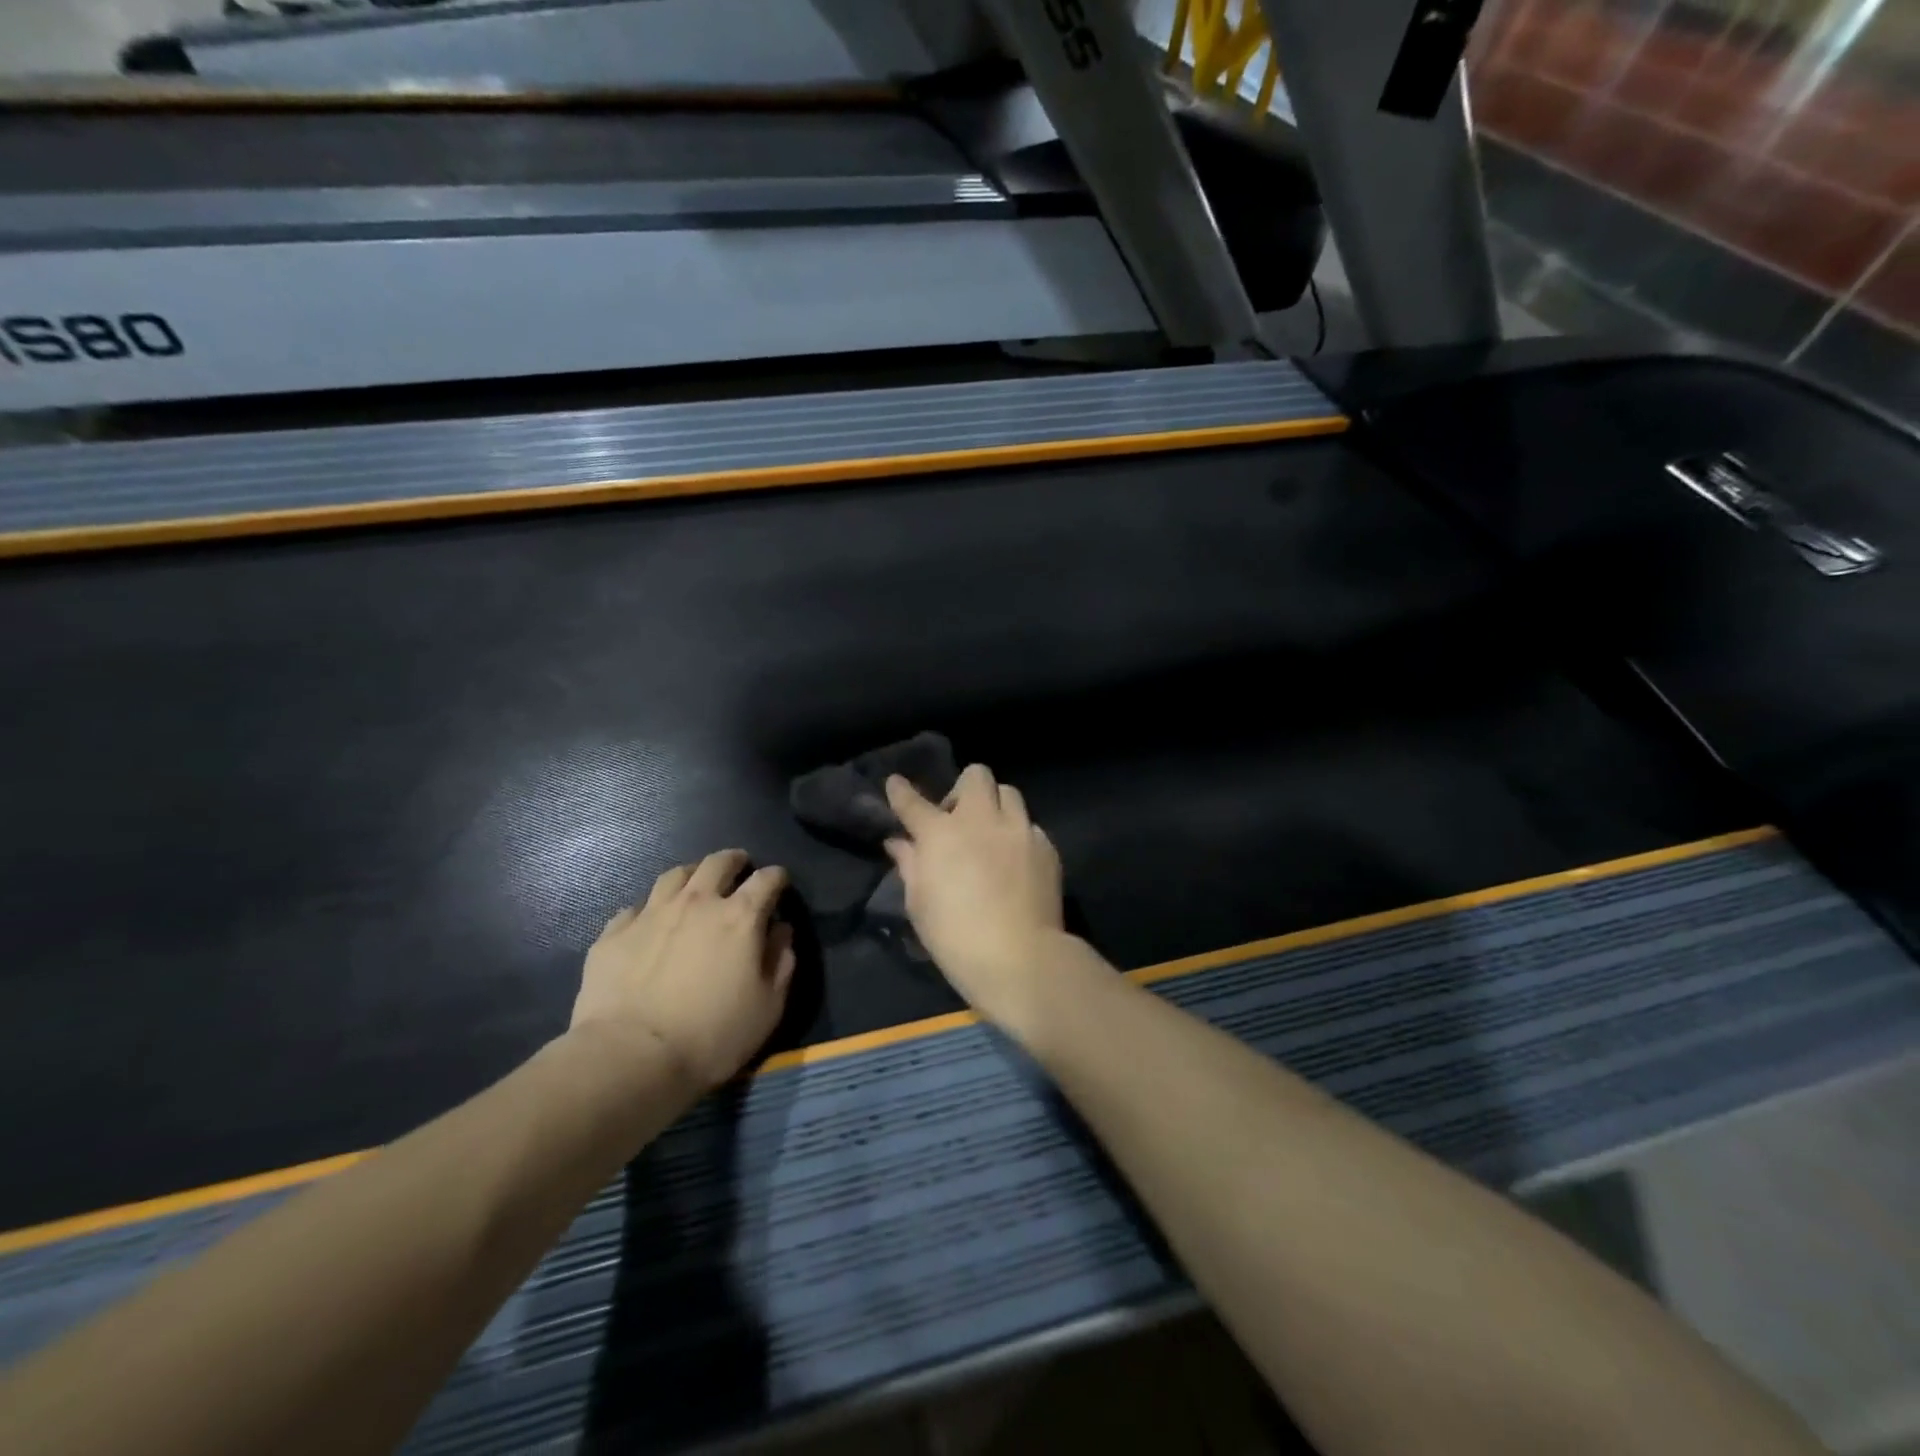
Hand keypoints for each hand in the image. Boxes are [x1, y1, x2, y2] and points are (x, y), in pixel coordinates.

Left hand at [570, 849, 795, 1091]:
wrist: (631, 1057)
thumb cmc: (712, 1036)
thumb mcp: (768, 1007)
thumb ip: (781, 962)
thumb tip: (781, 931)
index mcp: (740, 917)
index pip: (766, 879)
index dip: (777, 877)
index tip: (780, 882)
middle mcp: (697, 902)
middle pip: (718, 863)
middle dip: (733, 861)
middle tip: (738, 868)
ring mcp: (651, 914)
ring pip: (674, 875)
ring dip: (691, 875)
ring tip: (694, 886)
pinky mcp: (614, 933)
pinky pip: (635, 908)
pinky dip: (649, 910)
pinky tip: (649, 924)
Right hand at [884, 764, 1065, 1027]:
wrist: (1020, 958)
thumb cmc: (955, 937)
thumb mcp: (919, 904)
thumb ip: (909, 865)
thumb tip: (899, 842)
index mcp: (941, 834)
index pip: (913, 802)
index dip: (901, 791)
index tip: (895, 783)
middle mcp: (982, 820)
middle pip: (976, 776)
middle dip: (963, 789)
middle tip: (957, 818)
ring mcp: (1019, 830)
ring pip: (1009, 793)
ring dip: (995, 806)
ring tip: (991, 834)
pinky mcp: (1046, 847)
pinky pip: (1030, 825)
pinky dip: (1018, 835)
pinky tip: (1015, 861)